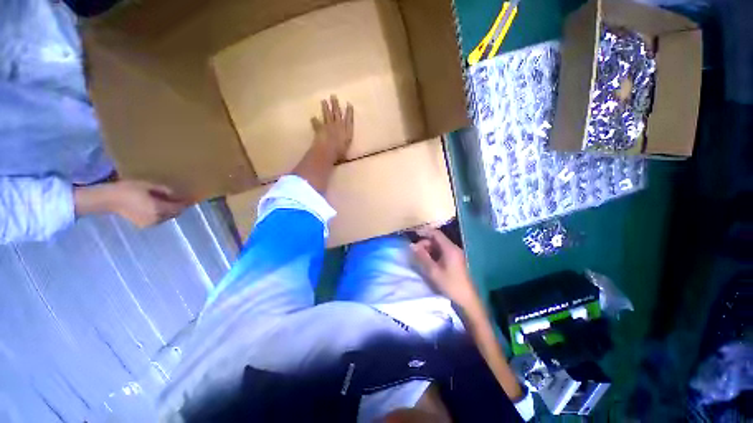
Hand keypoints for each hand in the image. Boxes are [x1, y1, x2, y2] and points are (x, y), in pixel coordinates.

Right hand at [75, 181, 187, 227]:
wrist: (107, 200)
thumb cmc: (127, 190)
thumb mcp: (148, 186)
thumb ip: (165, 190)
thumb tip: (177, 193)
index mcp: (159, 210)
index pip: (179, 208)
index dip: (185, 203)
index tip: (191, 197)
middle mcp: (157, 219)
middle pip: (174, 213)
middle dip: (178, 206)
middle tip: (180, 198)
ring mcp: (150, 223)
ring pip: (167, 217)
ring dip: (170, 210)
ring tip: (169, 201)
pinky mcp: (143, 225)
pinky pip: (159, 219)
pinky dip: (162, 213)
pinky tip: (158, 206)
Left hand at [311, 95, 353, 161]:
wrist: (328, 150)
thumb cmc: (339, 153)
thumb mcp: (345, 152)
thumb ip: (344, 148)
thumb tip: (344, 153)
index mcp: (347, 131)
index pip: (349, 120)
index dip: (349, 112)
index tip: (349, 104)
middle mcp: (339, 126)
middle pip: (337, 113)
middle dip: (335, 104)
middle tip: (333, 96)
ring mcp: (329, 126)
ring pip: (327, 115)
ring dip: (325, 107)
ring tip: (323, 101)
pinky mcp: (320, 128)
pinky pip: (317, 124)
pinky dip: (314, 121)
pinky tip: (312, 118)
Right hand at [410, 228, 479, 308]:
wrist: (467, 299)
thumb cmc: (450, 284)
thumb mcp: (433, 271)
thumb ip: (422, 257)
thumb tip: (412, 245)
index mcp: (450, 248)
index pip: (436, 233)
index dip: (424, 232)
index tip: (414, 234)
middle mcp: (453, 248)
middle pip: (437, 239)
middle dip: (424, 242)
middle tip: (415, 251)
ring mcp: (455, 254)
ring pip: (439, 246)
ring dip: (428, 249)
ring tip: (419, 257)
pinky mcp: (455, 260)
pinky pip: (442, 252)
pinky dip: (433, 254)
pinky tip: (427, 261)